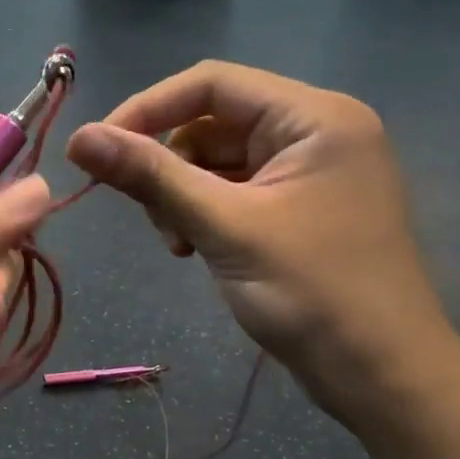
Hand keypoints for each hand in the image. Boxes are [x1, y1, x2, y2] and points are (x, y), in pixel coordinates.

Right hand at [66, 62, 459, 421]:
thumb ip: (151, 177)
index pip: (211, 84)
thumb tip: (79, 137)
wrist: (380, 374)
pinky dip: (204, 214)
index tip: (97, 150)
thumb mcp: (223, 228)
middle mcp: (316, 131)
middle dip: (170, 166)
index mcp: (315, 116)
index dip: (147, 109)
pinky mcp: (300, 208)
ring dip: (183, 196)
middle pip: (212, 122)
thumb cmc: (311, 293)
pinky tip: (195, 250)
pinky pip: (234, 192)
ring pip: (217, 161)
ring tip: (179, 244)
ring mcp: (309, 172)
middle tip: (154, 219)